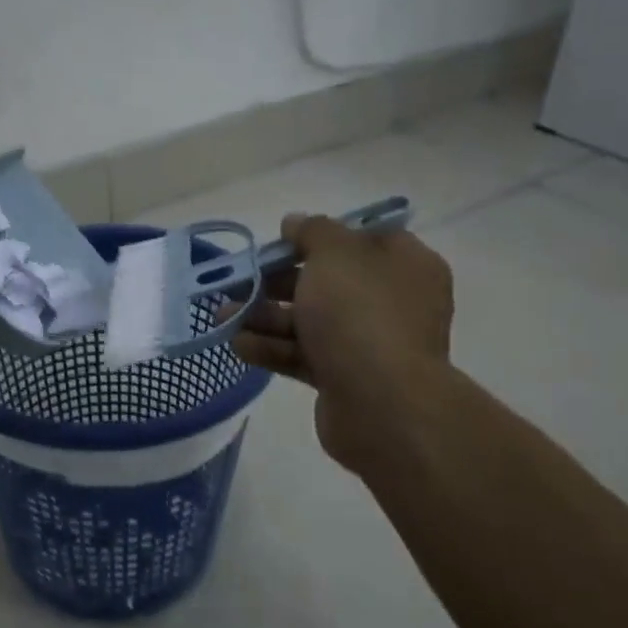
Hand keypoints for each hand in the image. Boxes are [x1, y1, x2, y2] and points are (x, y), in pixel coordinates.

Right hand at [229, 213, 452, 475]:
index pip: (361, 239)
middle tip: (238, 281)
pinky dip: (272, 348)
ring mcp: (368, 343)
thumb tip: (296, 223)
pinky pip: (304, 355)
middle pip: (326, 282)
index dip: (319, 236)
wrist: (382, 405)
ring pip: (309, 321)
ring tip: (223, 315)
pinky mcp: (345, 378)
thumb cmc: (361, 314)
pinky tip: (238, 345)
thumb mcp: (335, 254)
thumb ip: (312, 231)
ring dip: (265, 316)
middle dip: (276, 281)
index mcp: (404, 264)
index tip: (282, 240)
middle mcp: (390, 301)